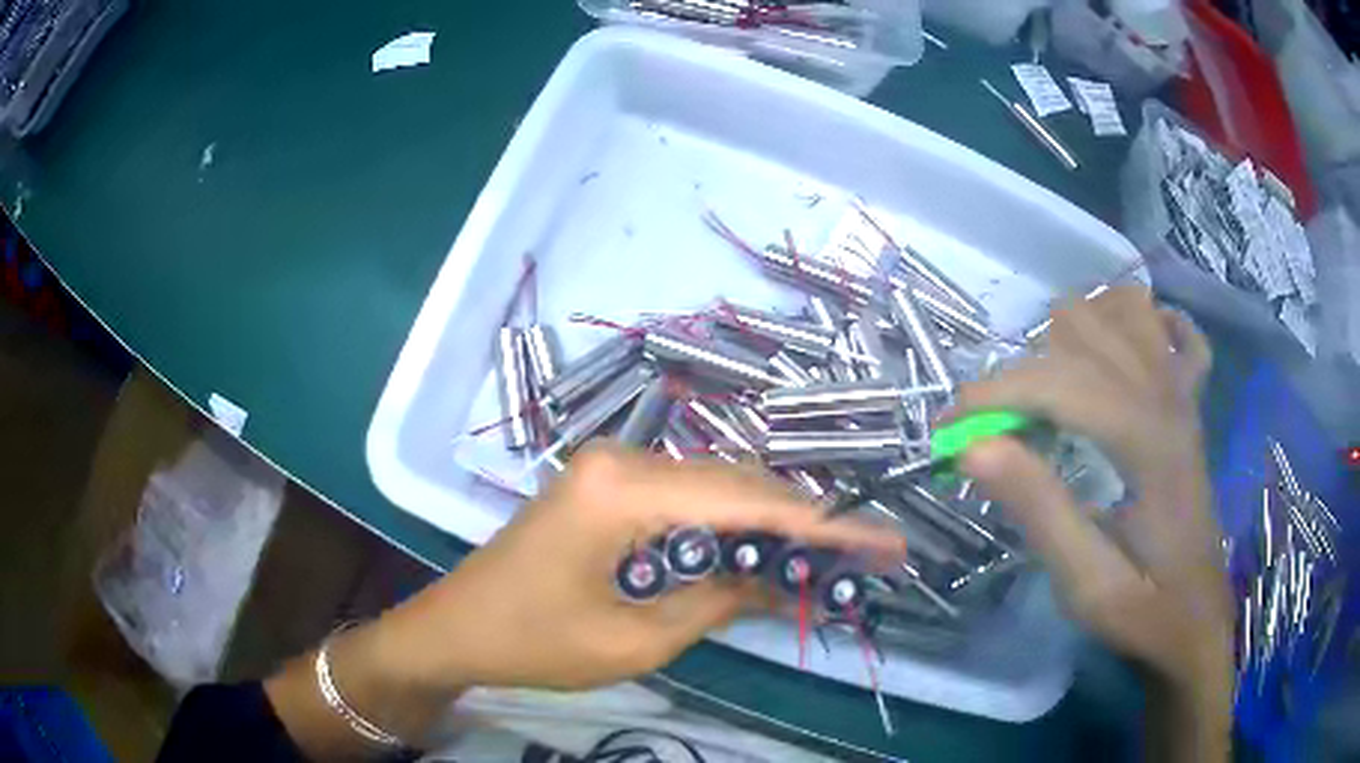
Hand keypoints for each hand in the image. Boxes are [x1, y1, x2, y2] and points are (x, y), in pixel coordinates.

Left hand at [266, 444, 902, 756]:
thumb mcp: (636, 639)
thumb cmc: (534, 642)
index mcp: (624, 488)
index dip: (824, 524)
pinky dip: (729, 524)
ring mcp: (611, 465)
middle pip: (737, 483)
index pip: (749, 502)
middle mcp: (622, 458)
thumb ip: (718, 603)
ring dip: (769, 521)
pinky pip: (685, 496)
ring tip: (826, 553)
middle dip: (804, 519)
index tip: (883, 540)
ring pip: (715, 486)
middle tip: (864, 549)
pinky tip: (761, 549)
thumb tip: (785, 585)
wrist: (455, 627)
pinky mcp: (605, 483)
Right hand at [950, 287, 1231, 758]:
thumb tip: (974, 447)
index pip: (1059, 381)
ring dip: (1074, 335)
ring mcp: (1184, 390)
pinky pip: (1174, 328)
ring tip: (1048, 392)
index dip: (993, 395)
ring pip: (1123, 307)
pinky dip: (1142, 325)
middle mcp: (1167, 394)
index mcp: (1148, 439)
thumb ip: (1039, 511)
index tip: (946, 431)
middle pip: (1082, 330)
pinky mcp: (1191, 401)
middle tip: (996, 431)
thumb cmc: (1145, 610)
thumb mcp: (1086, 586)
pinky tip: (1119, 356)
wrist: (1197, 620)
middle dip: (1024, 371)